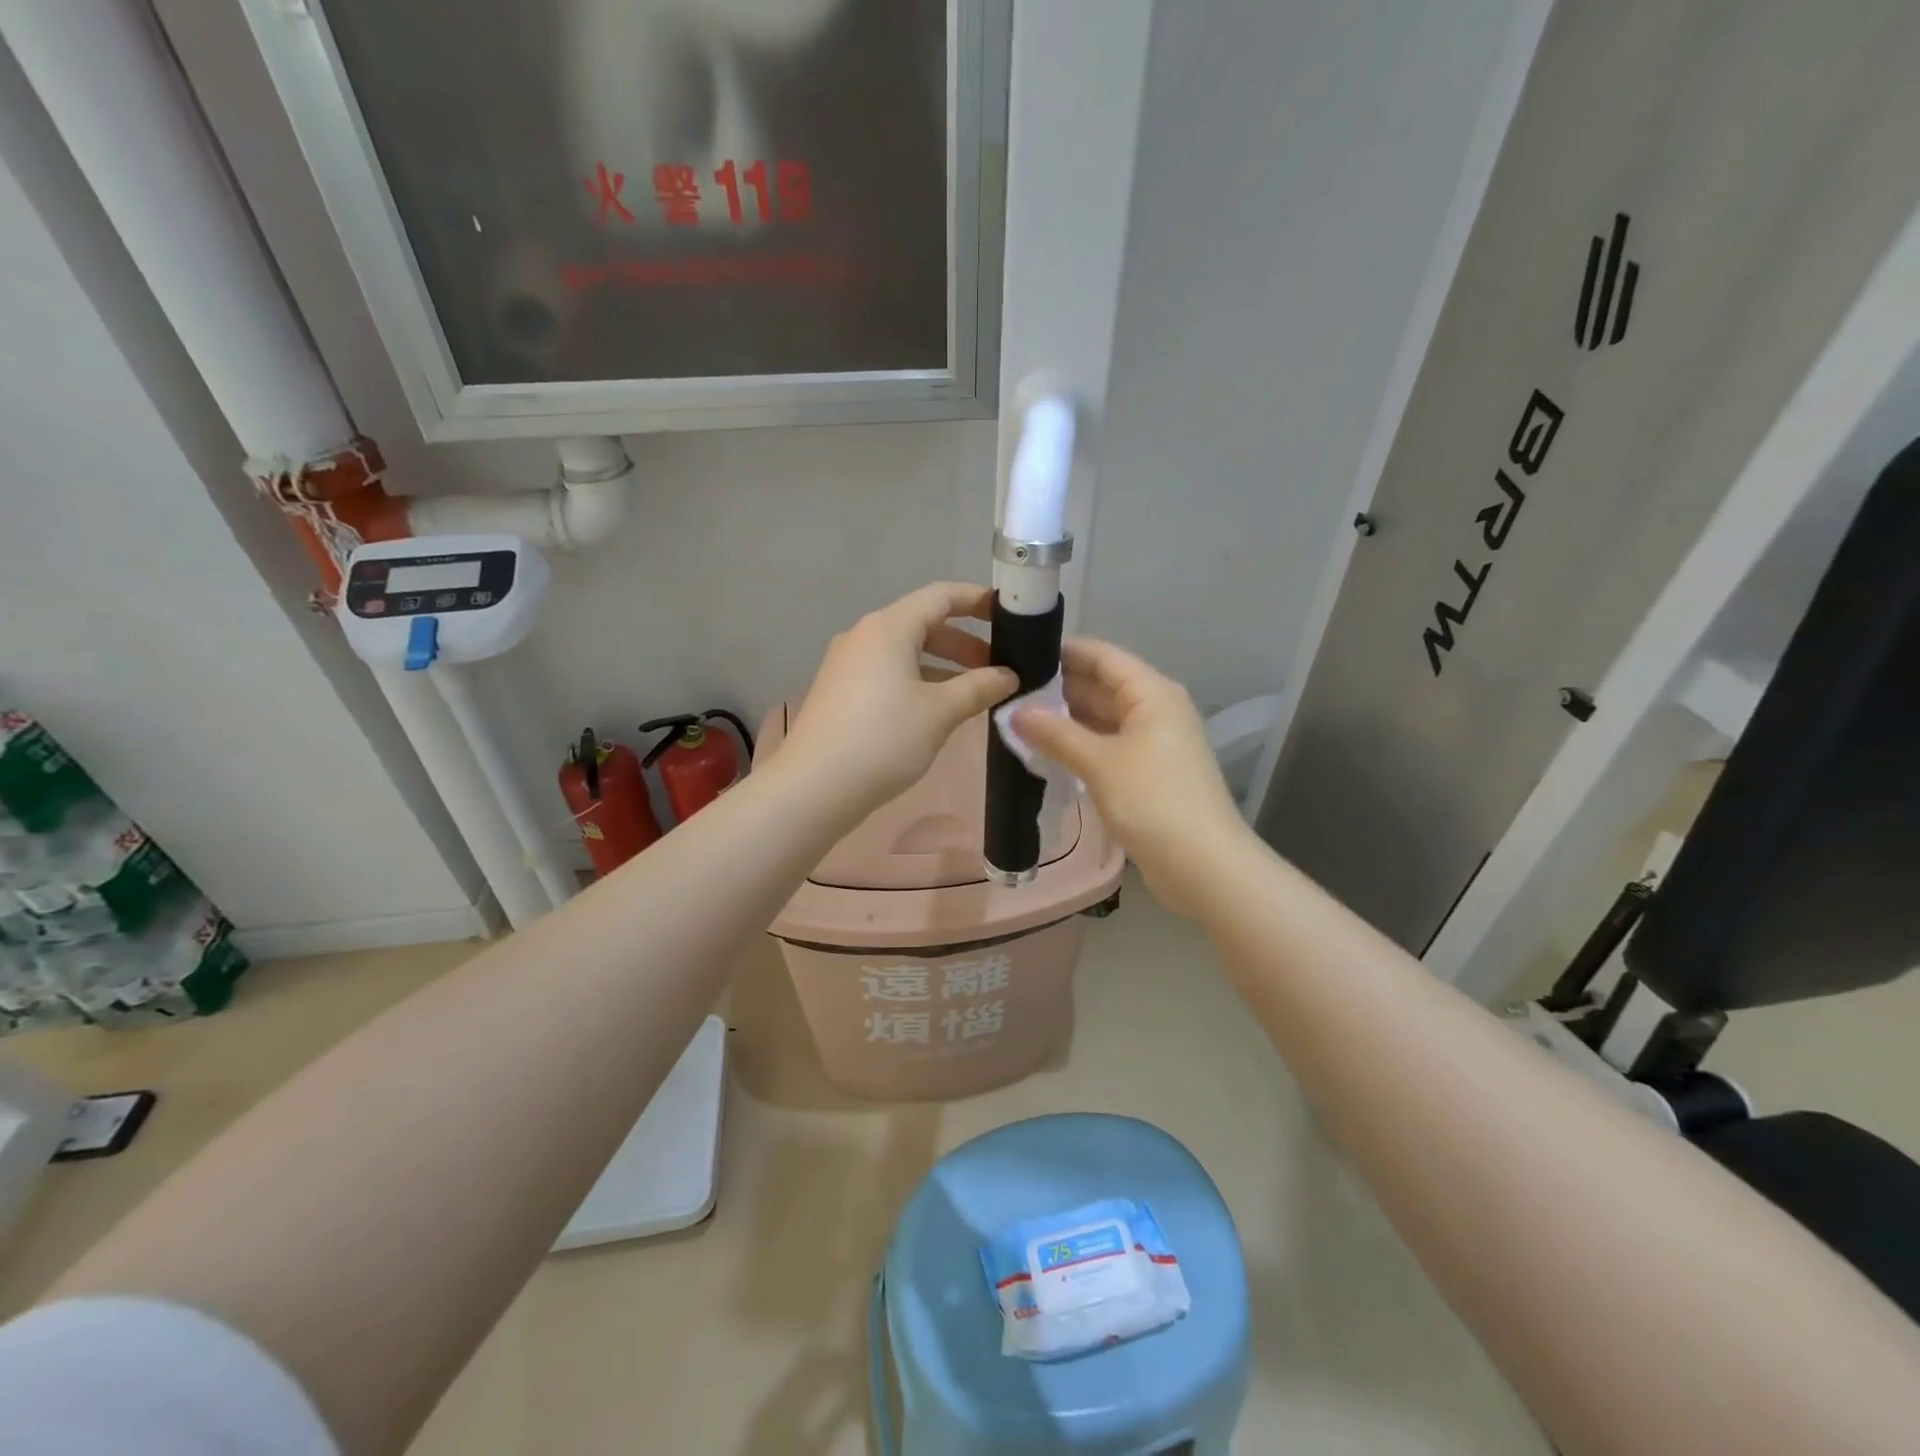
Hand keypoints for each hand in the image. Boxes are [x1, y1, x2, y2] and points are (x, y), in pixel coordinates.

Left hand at [782, 583, 1017, 821]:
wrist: (813, 787)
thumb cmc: (883, 740)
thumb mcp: (940, 713)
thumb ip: (979, 687)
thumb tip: (1008, 676)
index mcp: (889, 628)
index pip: (941, 596)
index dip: (978, 600)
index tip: (1009, 614)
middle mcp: (864, 636)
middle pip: (923, 624)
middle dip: (964, 643)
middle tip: (998, 668)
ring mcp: (848, 664)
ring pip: (905, 652)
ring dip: (943, 666)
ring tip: (974, 693)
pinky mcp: (840, 691)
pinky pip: (888, 673)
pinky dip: (918, 681)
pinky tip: (936, 710)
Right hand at [1012, 638, 1249, 915]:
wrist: (1203, 865)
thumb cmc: (1153, 800)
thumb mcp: (1099, 762)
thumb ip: (1055, 734)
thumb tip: (1014, 712)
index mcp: (1152, 693)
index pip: (1102, 656)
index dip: (1063, 651)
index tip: (1020, 653)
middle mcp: (1155, 710)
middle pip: (1102, 686)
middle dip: (1058, 688)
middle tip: (1008, 691)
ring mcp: (1153, 744)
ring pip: (1103, 719)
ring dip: (1066, 720)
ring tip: (1017, 719)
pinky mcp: (1148, 774)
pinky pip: (1107, 747)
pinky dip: (1079, 746)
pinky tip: (1045, 752)